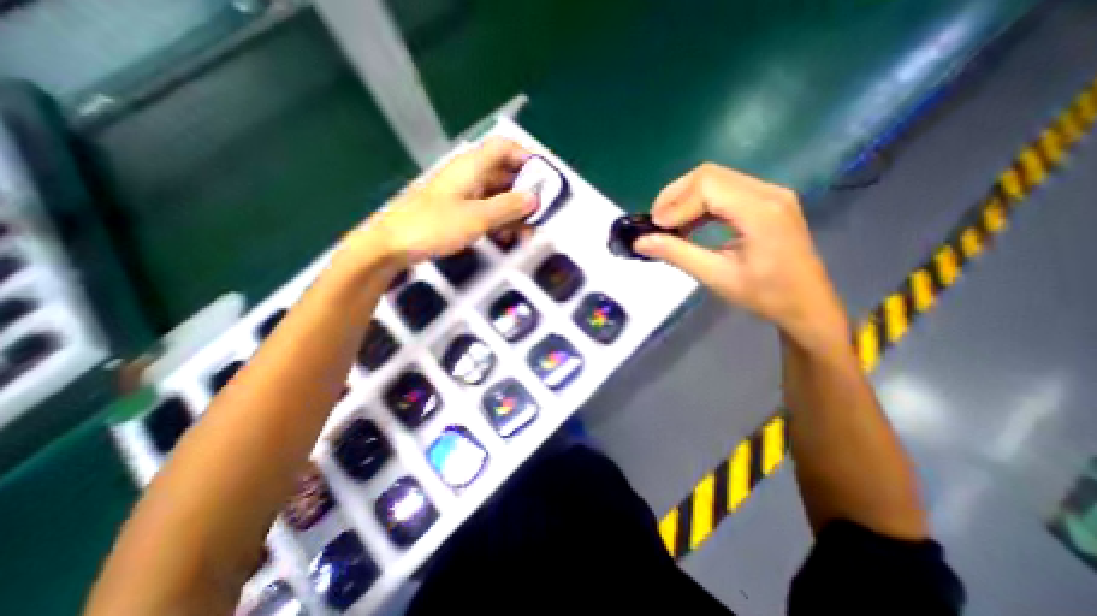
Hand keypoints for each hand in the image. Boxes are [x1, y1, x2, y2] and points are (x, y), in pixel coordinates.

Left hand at [340, 140, 534, 272]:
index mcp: (472, 166)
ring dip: (513, 210)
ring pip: (496, 194)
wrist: (391, 246)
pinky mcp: (455, 210)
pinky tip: (505, 236)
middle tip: (539, 213)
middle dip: (524, 191)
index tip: (544, 180)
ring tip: (526, 231)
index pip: (506, 148)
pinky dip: (498, 219)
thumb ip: (508, 206)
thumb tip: (534, 198)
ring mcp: (461, 193)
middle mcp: (467, 175)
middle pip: (504, 173)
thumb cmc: (433, 226)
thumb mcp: (477, 217)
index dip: (527, 158)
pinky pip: (484, 209)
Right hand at [636, 164, 846, 354]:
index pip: (707, 186)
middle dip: (675, 196)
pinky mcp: (765, 200)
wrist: (806, 303)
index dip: (675, 203)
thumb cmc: (765, 295)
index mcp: (760, 211)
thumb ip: (677, 254)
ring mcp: (769, 193)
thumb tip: (640, 242)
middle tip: (656, 224)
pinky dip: (699, 203)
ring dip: (685, 198)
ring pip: (715, 179)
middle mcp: (767, 192)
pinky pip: (724, 190)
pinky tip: (689, 223)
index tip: (655, 228)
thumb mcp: (716, 277)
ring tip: (668, 224)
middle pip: (708, 175)